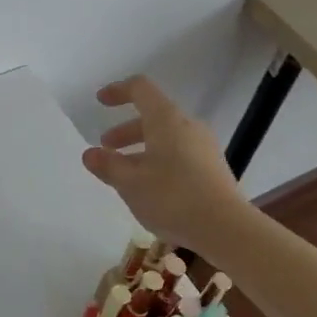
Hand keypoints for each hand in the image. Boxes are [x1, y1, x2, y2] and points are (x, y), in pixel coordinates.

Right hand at [81, 75, 246, 254]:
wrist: (226, 228)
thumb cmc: (172, 197)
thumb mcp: (130, 183)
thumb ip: (107, 165)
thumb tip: (90, 154)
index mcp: (166, 119)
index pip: (140, 89)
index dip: (118, 91)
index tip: (100, 101)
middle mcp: (188, 126)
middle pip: (153, 116)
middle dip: (126, 130)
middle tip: (106, 147)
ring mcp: (204, 147)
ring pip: (166, 137)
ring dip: (142, 148)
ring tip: (125, 173)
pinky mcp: (213, 168)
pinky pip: (180, 154)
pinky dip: (159, 160)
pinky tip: (150, 187)